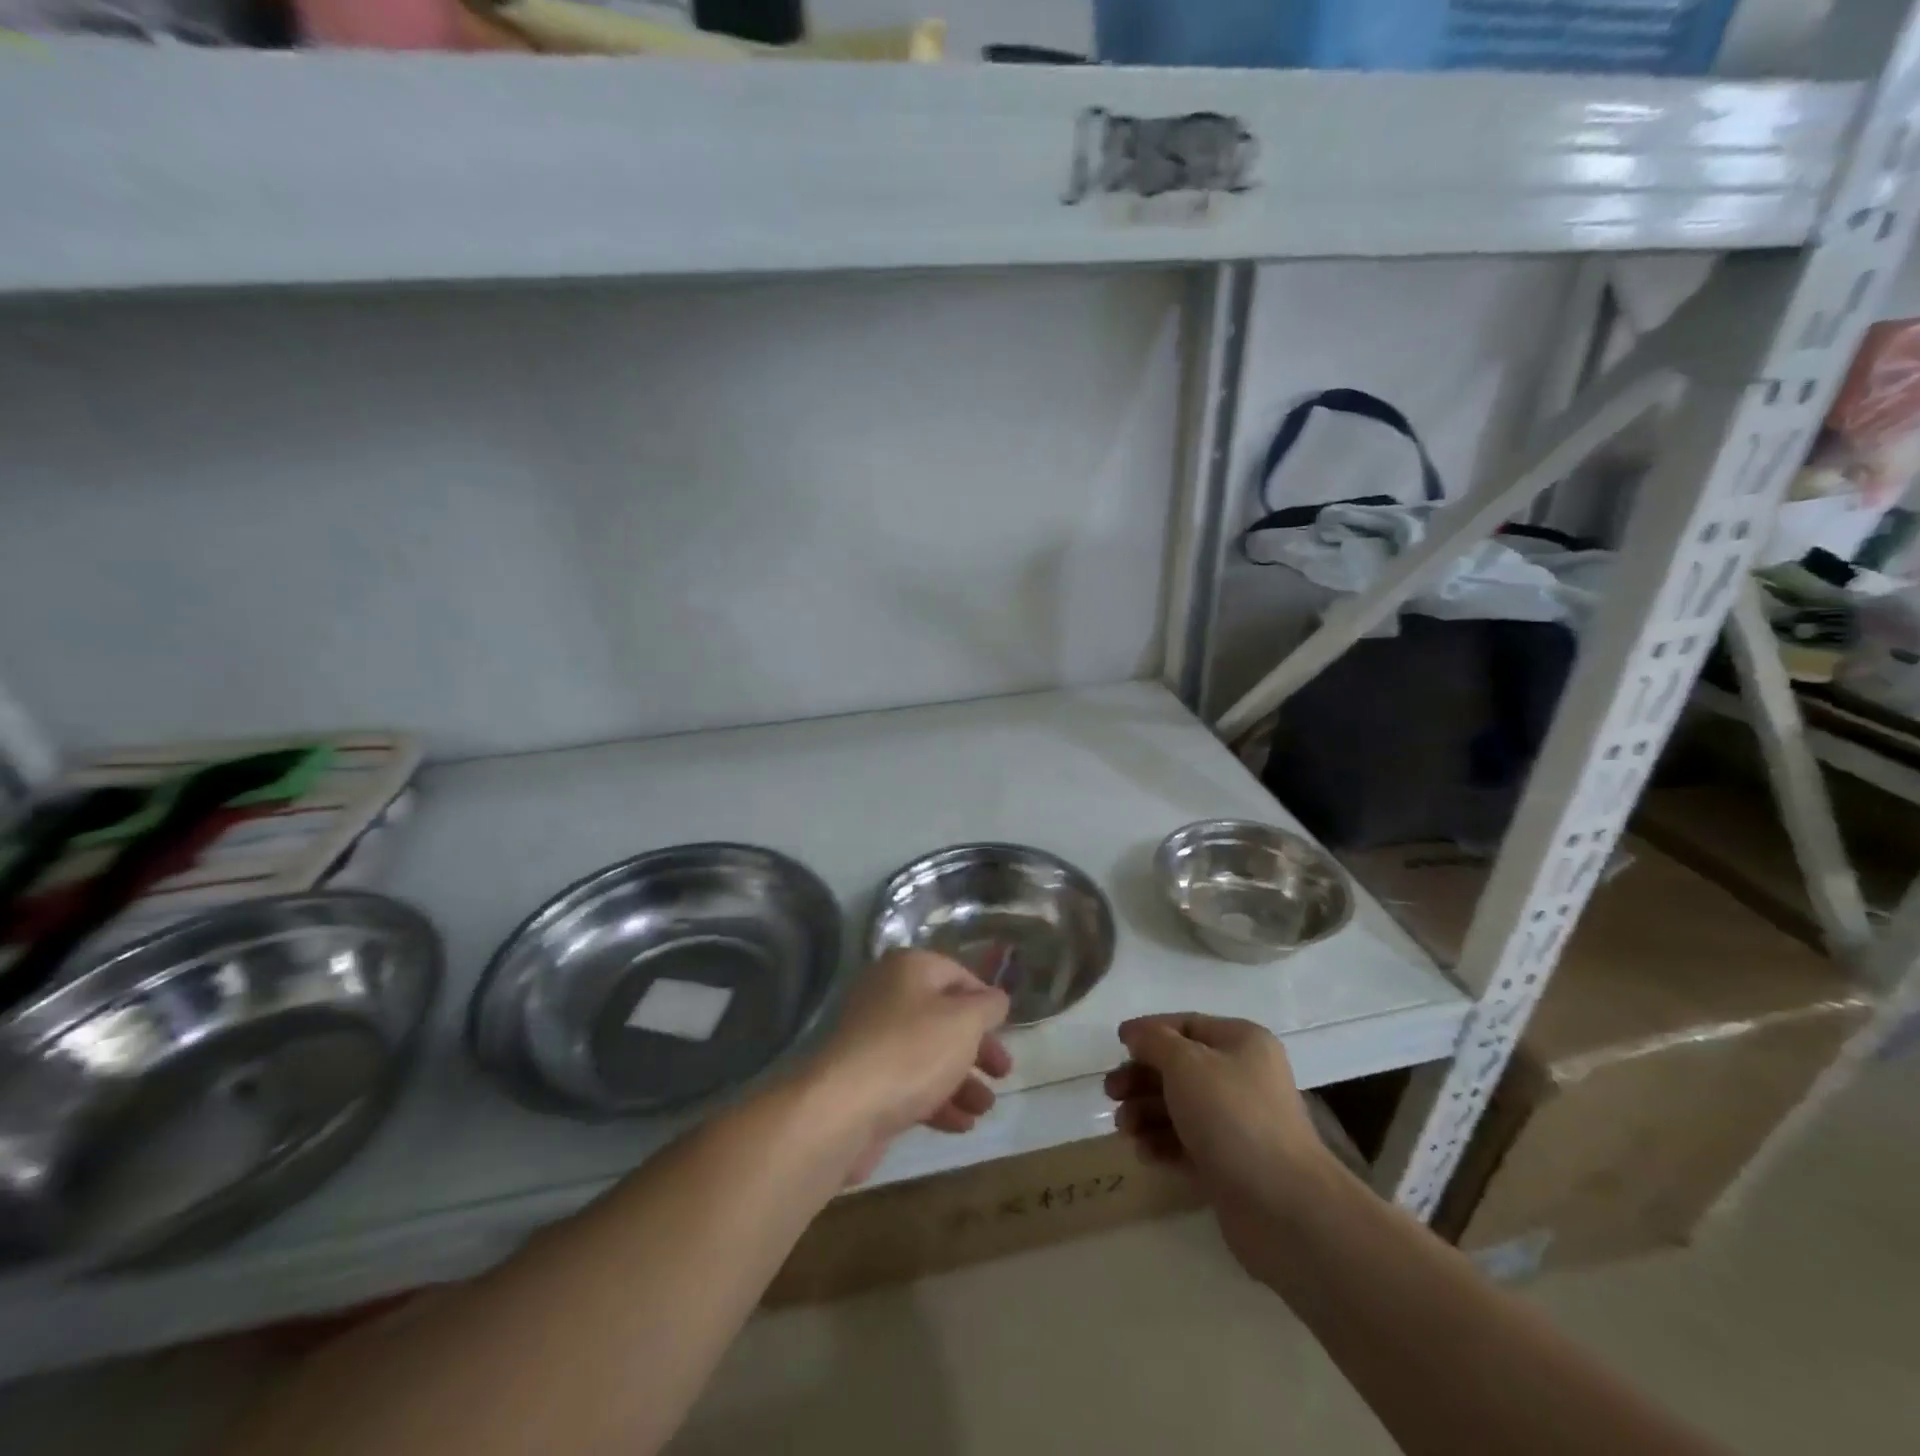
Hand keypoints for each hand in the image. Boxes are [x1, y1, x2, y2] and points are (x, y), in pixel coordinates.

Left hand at [810, 949, 1011, 1184]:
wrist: (841, 1110)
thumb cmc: (911, 1052)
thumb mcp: (964, 1022)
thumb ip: (988, 1006)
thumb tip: (996, 998)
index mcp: (908, 968)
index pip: (957, 974)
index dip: (986, 1001)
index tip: (1006, 1030)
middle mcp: (887, 995)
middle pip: (944, 1017)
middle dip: (978, 1047)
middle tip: (1003, 1072)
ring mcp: (872, 1039)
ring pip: (928, 1054)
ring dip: (962, 1080)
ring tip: (985, 1107)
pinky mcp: (865, 1080)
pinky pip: (909, 1083)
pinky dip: (937, 1100)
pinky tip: (961, 1124)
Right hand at [1104, 1014, 1332, 1285]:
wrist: (1284, 1207)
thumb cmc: (1232, 1117)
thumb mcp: (1186, 1065)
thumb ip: (1154, 1042)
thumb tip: (1135, 1033)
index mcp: (1241, 1043)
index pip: (1187, 1025)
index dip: (1150, 1032)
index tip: (1117, 1044)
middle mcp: (1243, 1077)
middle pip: (1180, 1068)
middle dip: (1142, 1078)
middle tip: (1111, 1093)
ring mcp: (1239, 1123)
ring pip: (1180, 1107)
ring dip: (1146, 1112)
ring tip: (1125, 1128)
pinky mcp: (1231, 1164)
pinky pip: (1188, 1143)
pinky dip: (1163, 1143)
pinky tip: (1144, 1153)